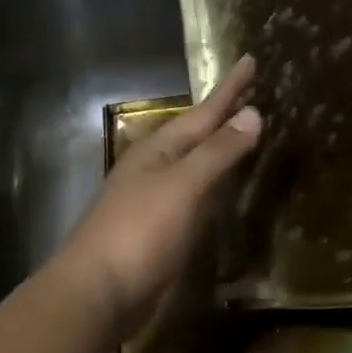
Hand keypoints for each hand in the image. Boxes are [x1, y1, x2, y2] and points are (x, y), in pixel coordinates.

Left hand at [59, 55, 261, 333]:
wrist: (98, 293)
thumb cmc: (140, 232)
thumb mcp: (183, 186)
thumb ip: (217, 152)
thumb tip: (252, 113)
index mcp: (158, 150)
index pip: (203, 112)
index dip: (229, 89)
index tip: (250, 59)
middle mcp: (154, 169)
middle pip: (196, 135)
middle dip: (222, 117)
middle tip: (251, 95)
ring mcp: (154, 201)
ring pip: (194, 166)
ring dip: (217, 150)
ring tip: (242, 134)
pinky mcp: (159, 232)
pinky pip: (194, 198)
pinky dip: (212, 188)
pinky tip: (222, 191)